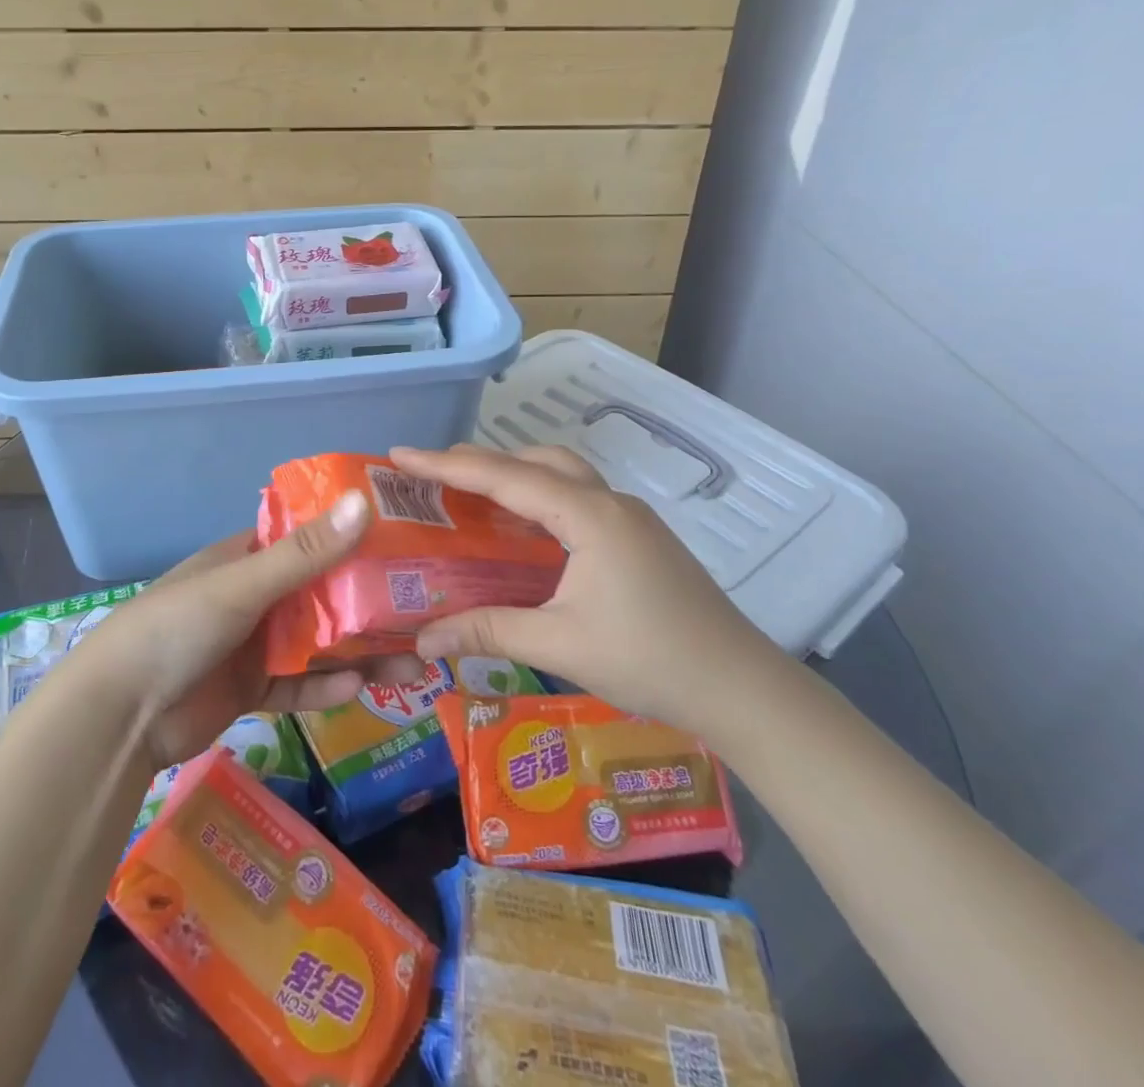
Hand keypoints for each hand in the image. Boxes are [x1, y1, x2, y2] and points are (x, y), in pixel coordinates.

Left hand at [81, 491, 424, 770]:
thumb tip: (364, 502)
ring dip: (361, 652)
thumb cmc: (177, 627)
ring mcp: (253, 643)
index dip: (353, 537)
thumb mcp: (243, 585)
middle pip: (323, 594)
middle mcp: (254, 595)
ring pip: (319, 643)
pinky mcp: (251, 689)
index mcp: (247, 557)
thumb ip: (305, 553)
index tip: (404, 540)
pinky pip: (298, 684)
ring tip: (416, 663)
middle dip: (371, 604)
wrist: (119, 715)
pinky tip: (359, 688)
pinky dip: (325, 687)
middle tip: (426, 611)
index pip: (309, 538)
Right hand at [391, 444, 784, 732]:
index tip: (400, 455)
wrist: (743, 688)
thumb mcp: (560, 644)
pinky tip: (520, 531)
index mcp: (589, 515)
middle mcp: (609, 502)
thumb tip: (423, 639)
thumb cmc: (651, 659)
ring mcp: (629, 518)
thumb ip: (488, 631)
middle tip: (433, 476)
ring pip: (560, 475)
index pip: (505, 477)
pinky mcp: (638, 538)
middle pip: (535, 461)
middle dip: (481, 462)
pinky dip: (538, 500)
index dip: (446, 465)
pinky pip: (576, 499)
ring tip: (470, 496)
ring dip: (514, 476)